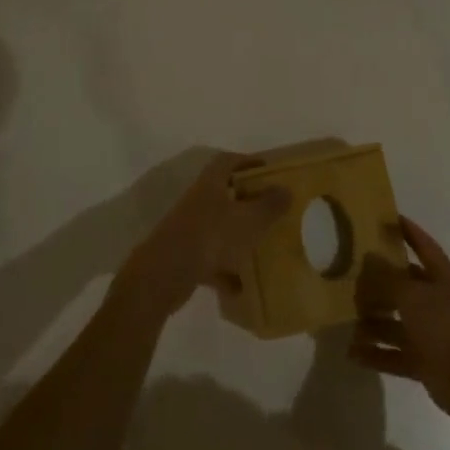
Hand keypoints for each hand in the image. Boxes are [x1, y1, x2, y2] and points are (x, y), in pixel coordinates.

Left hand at [116, 152, 290, 320]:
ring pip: (217, 228)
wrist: (163, 276)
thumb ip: (270, 204)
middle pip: (223, 194)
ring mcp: (187, 230)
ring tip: (260, 248)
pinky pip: (210, 260)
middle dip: (246, 201)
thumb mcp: (249, 219)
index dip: (248, 161)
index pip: (227, 162)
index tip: (267, 170)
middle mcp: (196, 203)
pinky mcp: (182, 258)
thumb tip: (286, 189)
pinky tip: (241, 287)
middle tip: (269, 209)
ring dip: (237, 237)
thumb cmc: (211, 237)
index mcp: (210, 185)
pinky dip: (225, 271)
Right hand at [352, 217, 449, 423]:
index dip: (407, 231)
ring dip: (374, 321)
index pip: (423, 245)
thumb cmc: (445, 326)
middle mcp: (436, 301)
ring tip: (347, 319)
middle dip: (379, 283)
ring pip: (396, 322)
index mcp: (441, 276)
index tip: (386, 219)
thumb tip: (369, 258)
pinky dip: (376, 353)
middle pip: (404, 286)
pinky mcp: (424, 361)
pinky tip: (352, 352)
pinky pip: (394, 354)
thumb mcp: (413, 295)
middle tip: (350, 277)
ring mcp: (431, 332)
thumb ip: (388, 278)